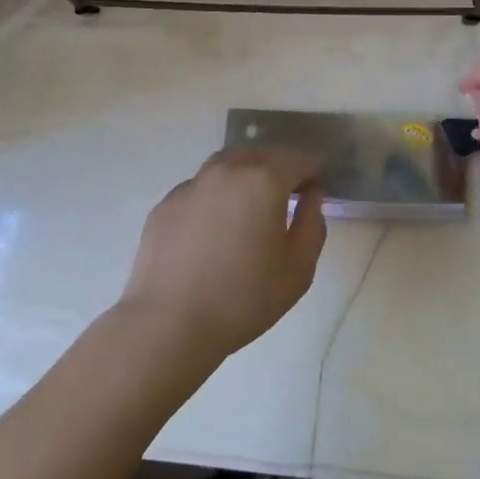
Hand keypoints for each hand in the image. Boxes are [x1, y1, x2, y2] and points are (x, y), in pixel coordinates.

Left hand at [119, 147, 326, 361]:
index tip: (312, 198)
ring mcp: (191, 184)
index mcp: (263, 179)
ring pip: (227, 165)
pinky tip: (212, 233)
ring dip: (244, 178)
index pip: (298, 159)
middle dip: (278, 171)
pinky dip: (214, 199)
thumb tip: (310, 197)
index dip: (311, 175)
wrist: (168, 324)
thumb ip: (313, 224)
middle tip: (283, 203)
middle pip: (261, 154)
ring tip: (246, 213)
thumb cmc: (243, 299)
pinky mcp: (166, 203)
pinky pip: (200, 189)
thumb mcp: (299, 270)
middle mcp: (227, 169)